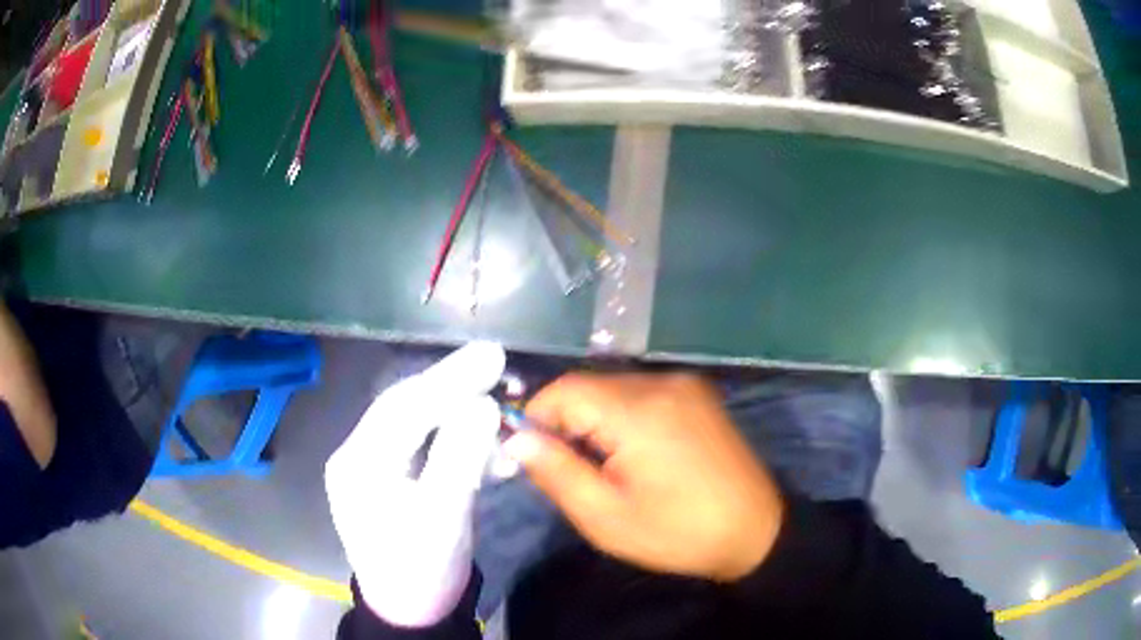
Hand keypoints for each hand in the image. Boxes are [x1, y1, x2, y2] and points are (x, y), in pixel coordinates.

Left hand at [325, 342, 505, 626]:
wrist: (412, 609)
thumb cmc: (422, 568)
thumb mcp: (443, 518)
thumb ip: (460, 458)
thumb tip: (483, 404)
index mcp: (358, 462)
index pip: (403, 407)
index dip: (449, 378)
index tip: (493, 354)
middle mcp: (359, 454)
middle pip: (408, 407)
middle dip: (453, 386)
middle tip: (496, 361)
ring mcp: (375, 465)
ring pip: (419, 423)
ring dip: (460, 413)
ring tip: (501, 404)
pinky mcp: (395, 478)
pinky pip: (426, 446)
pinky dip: (459, 440)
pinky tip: (490, 443)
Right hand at [505, 373, 783, 581]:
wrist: (756, 531)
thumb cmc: (678, 533)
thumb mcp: (606, 517)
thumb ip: (556, 473)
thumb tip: (517, 440)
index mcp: (638, 411)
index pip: (563, 390)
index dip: (536, 419)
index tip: (534, 458)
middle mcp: (661, 383)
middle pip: (589, 387)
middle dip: (567, 423)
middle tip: (570, 471)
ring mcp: (685, 385)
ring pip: (614, 389)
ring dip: (595, 420)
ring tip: (604, 467)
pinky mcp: (698, 395)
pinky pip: (642, 394)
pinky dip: (623, 417)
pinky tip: (635, 453)